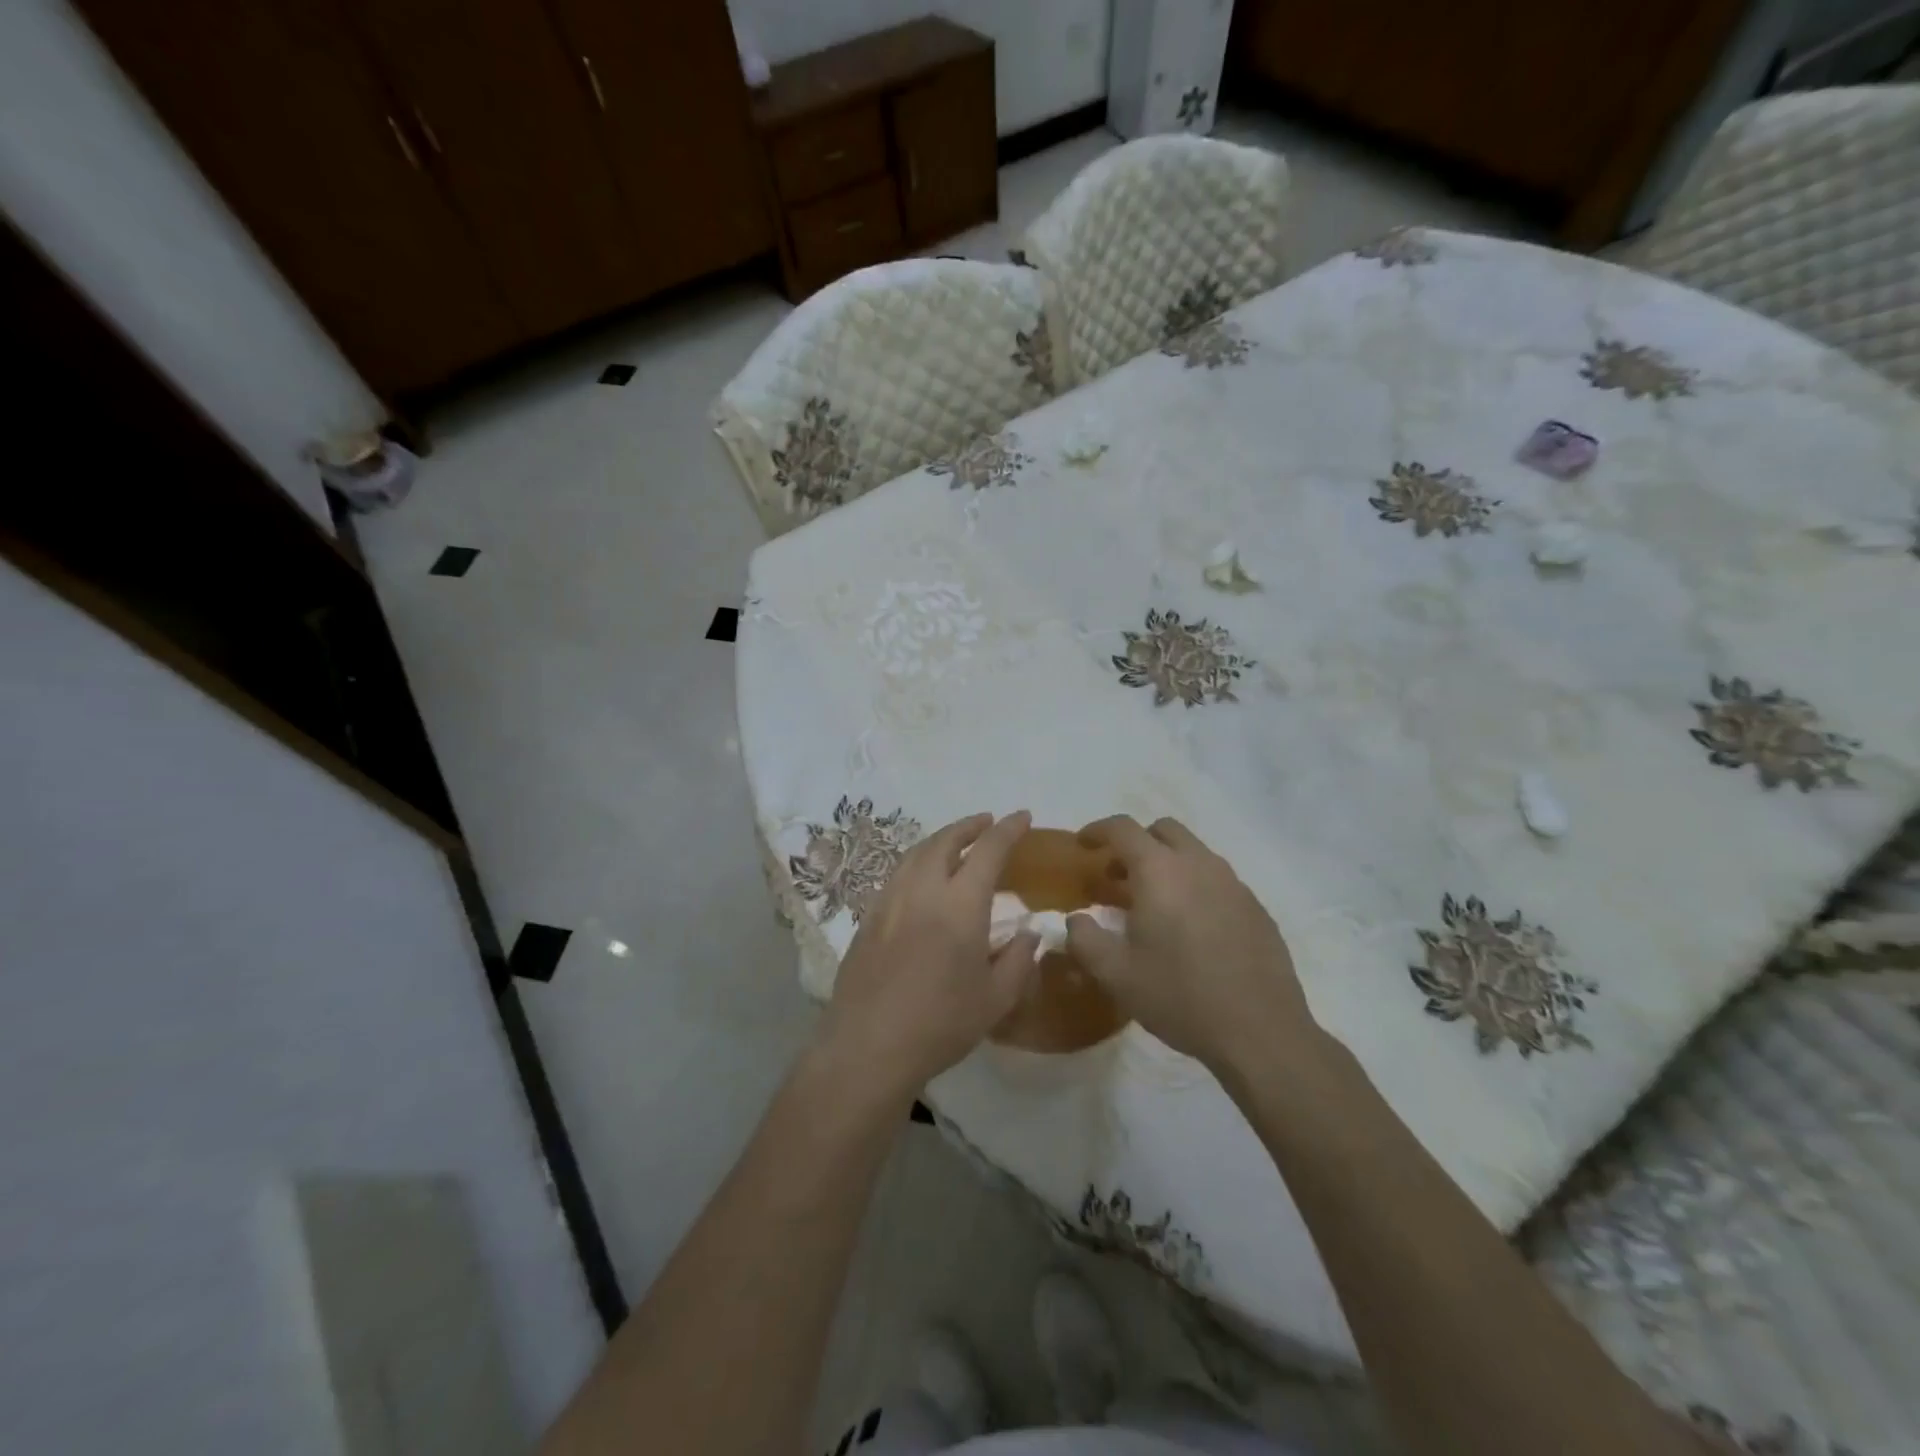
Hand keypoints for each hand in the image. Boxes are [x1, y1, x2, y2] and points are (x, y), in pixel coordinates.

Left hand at [816, 811, 1040, 1102]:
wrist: (868, 1046)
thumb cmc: (940, 1024)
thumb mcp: (995, 1000)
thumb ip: (1018, 961)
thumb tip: (1029, 933)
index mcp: (960, 904)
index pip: (988, 850)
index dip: (1008, 829)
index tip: (1023, 817)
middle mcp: (923, 890)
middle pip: (945, 840)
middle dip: (969, 826)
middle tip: (987, 823)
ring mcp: (890, 901)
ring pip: (916, 853)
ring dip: (940, 839)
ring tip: (956, 842)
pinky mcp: (868, 917)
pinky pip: (897, 874)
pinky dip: (917, 861)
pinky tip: (922, 878)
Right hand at [1066, 815, 1319, 1072]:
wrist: (1261, 1032)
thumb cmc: (1179, 996)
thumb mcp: (1115, 974)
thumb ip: (1084, 939)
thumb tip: (1076, 918)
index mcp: (1160, 871)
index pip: (1123, 828)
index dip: (1098, 830)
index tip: (1083, 845)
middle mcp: (1199, 864)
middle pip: (1163, 830)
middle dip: (1136, 844)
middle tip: (1119, 877)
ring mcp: (1234, 884)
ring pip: (1194, 853)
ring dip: (1167, 864)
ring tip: (1153, 905)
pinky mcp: (1256, 907)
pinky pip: (1218, 880)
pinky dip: (1195, 887)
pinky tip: (1191, 929)